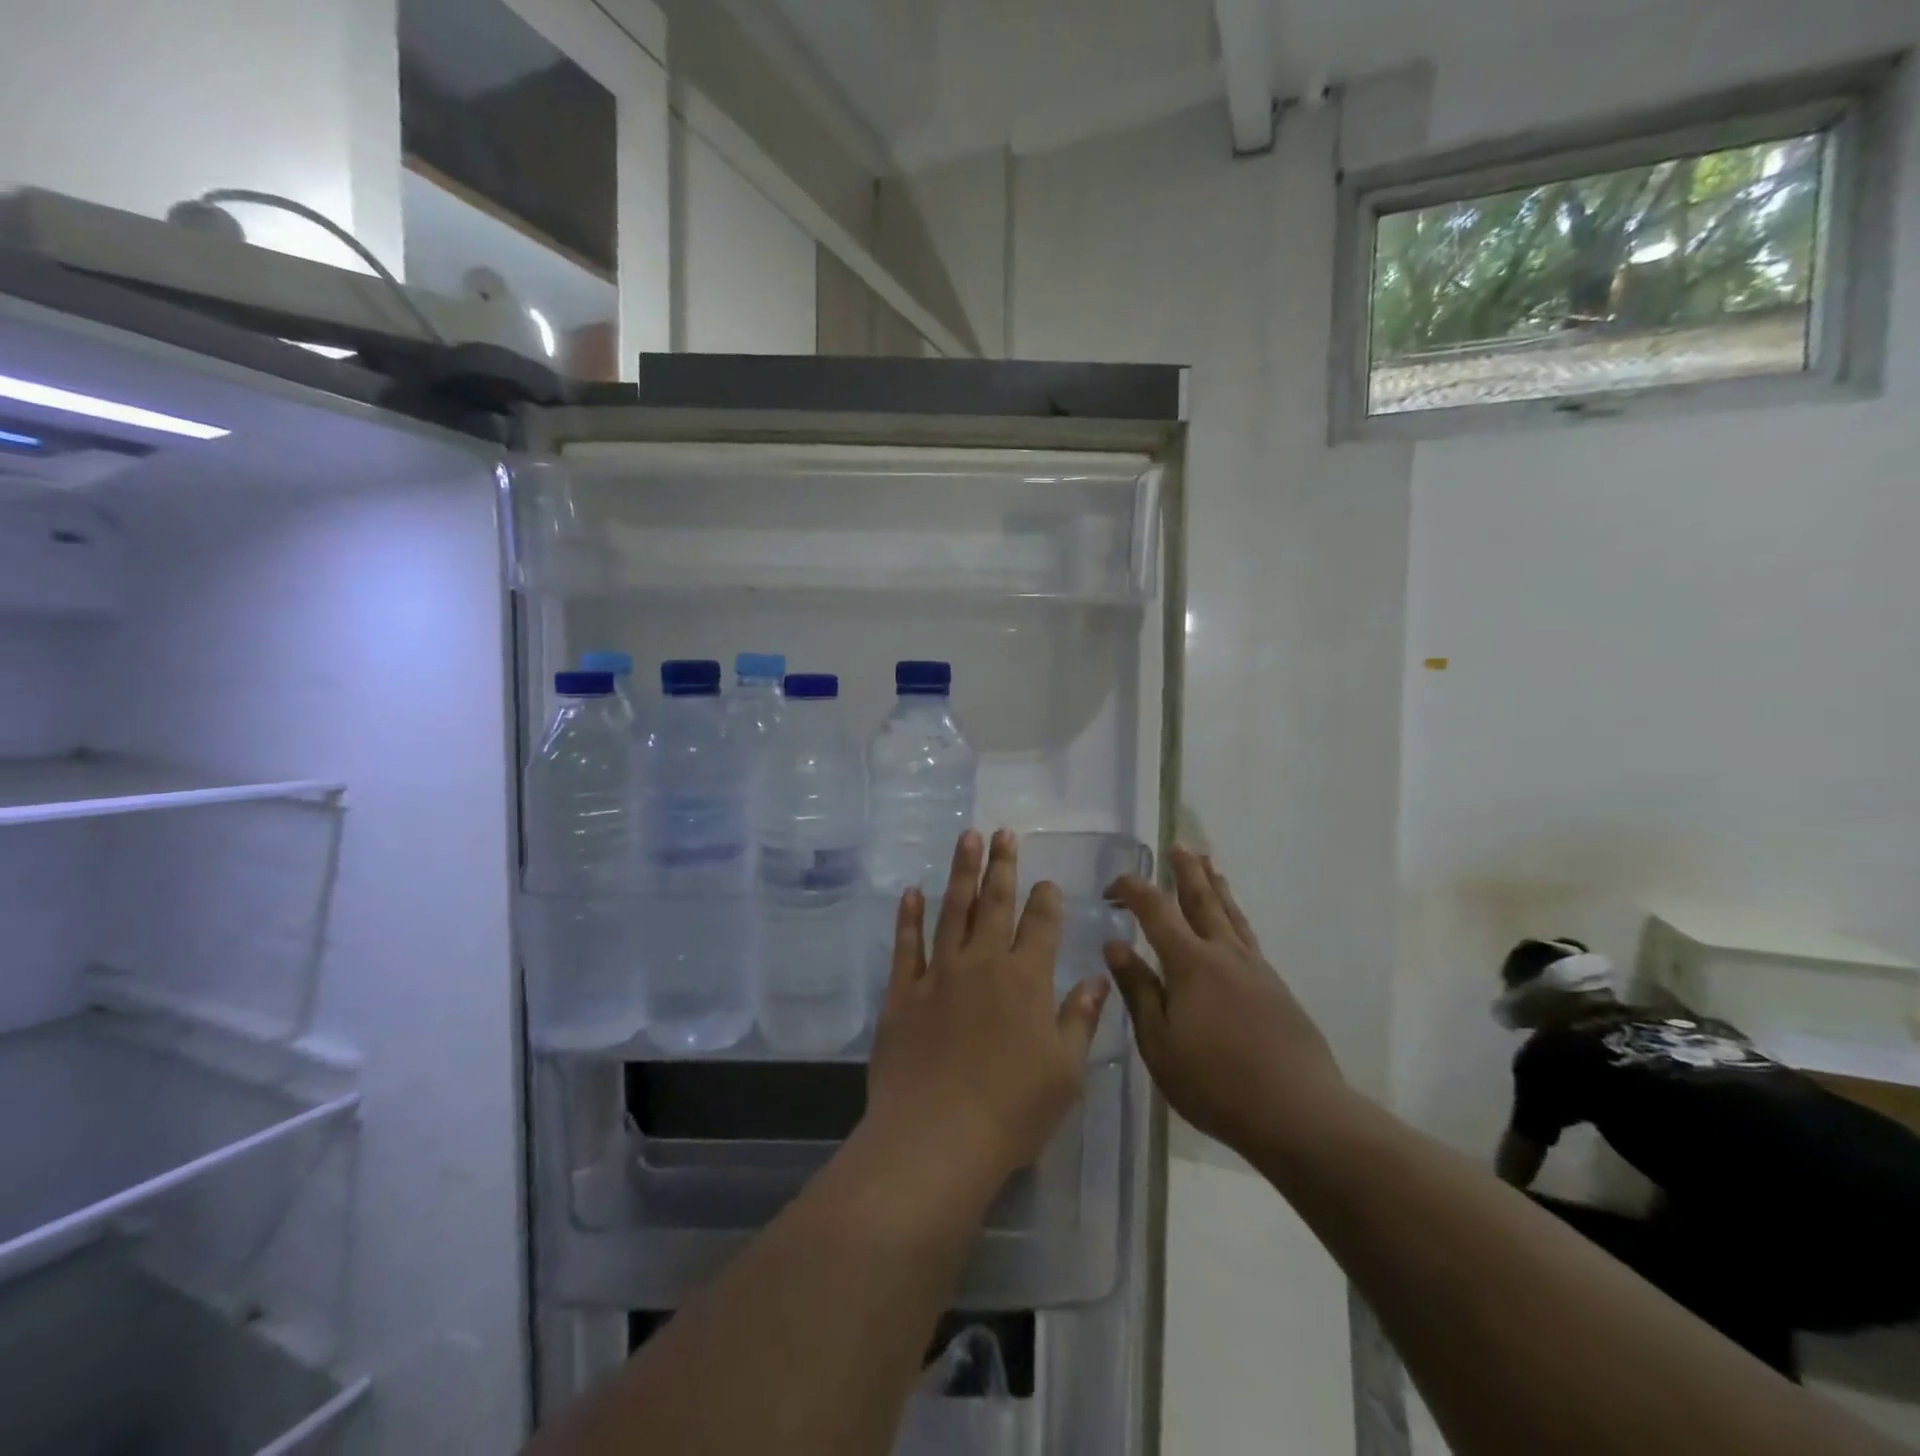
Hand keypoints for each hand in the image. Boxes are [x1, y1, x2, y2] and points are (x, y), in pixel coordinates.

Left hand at [865, 830, 1110, 1184]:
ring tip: (966, 838)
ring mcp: (939, 974)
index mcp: (1027, 979)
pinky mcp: (903, 992)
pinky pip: (906, 944)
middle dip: (1002, 866)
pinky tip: (912, 892)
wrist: (937, 1136)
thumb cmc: (1013, 1110)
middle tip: (1002, 833)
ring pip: (952, 910)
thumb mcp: (1065, 1071)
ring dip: (961, 872)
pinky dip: (908, 916)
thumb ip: (1080, 1019)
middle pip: (995, 903)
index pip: (1041, 925)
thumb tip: (1098, 979)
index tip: (1046, 882)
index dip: (1046, 899)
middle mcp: (983, 963)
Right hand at [1105, 847, 1345, 1158]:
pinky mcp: (1276, 988)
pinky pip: (1248, 936)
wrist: (1299, 1112)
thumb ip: (1138, 990)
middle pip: (1202, 900)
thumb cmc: (1215, 1081)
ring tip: (1210, 865)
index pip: (1156, 910)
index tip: (1113, 885)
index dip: (1133, 889)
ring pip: (1231, 915)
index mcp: (1190, 963)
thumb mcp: (1160, 1042)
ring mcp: (1255, 969)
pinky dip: (1235, 917)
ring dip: (1216, 887)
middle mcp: (1224, 954)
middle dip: (1186, 871)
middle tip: (1178, 846)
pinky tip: (1233, 927)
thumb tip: (1115, 944)